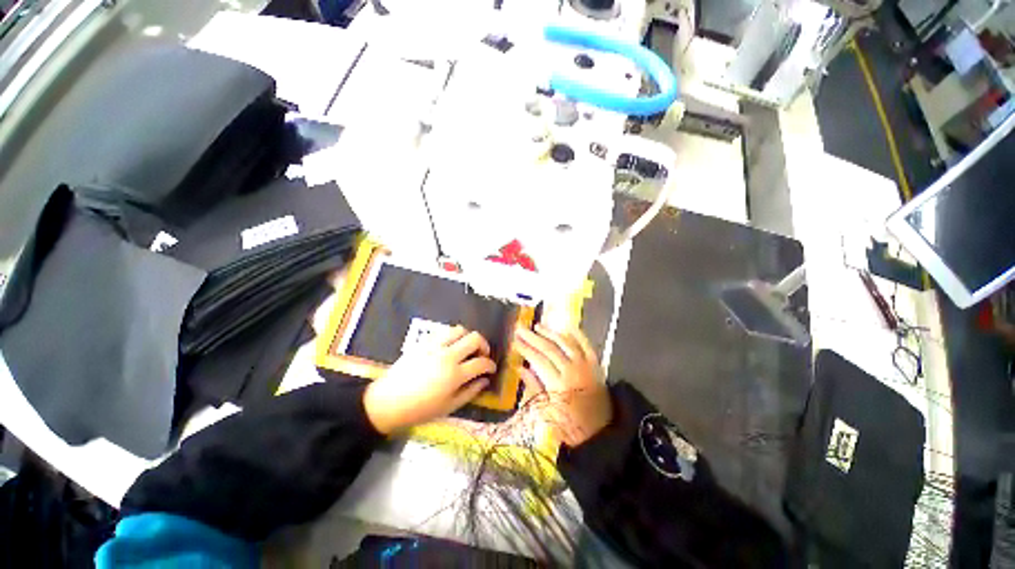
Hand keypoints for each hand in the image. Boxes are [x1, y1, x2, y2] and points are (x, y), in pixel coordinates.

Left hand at [363, 326, 495, 433]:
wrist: (387, 402)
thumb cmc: (420, 410)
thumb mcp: (449, 407)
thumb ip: (470, 392)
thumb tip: (485, 380)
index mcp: (455, 375)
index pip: (481, 362)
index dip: (490, 364)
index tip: (491, 368)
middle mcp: (447, 356)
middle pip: (474, 338)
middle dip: (484, 345)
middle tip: (482, 355)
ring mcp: (434, 346)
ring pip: (460, 329)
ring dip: (468, 337)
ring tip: (466, 348)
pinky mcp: (423, 342)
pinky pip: (443, 332)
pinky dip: (452, 336)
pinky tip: (450, 347)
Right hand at [515, 324, 611, 446]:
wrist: (602, 434)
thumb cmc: (571, 428)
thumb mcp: (548, 413)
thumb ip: (534, 387)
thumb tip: (519, 367)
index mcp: (559, 386)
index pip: (538, 360)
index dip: (525, 349)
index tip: (514, 341)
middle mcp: (573, 371)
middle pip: (550, 348)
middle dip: (533, 337)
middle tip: (521, 329)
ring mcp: (586, 366)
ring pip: (566, 343)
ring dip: (550, 332)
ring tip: (537, 326)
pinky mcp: (596, 365)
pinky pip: (586, 344)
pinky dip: (577, 334)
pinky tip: (566, 326)